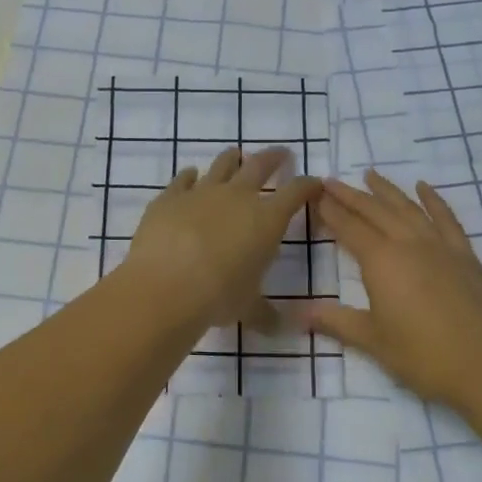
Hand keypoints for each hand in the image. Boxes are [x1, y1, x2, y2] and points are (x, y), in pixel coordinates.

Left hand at [118, 147, 322, 332]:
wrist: (167, 284)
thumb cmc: (218, 296)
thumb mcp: (248, 307)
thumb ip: (265, 313)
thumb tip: (281, 329)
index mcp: (266, 220)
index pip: (296, 193)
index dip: (307, 186)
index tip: (314, 183)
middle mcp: (238, 197)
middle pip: (260, 166)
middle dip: (274, 158)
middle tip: (281, 153)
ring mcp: (201, 192)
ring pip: (222, 165)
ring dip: (232, 159)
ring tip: (236, 155)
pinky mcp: (170, 197)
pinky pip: (183, 179)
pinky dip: (189, 176)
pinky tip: (190, 175)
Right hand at [300, 171, 481, 409]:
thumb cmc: (423, 357)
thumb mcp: (373, 341)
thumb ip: (335, 321)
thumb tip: (298, 314)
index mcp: (382, 262)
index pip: (349, 229)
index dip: (331, 212)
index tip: (315, 196)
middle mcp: (408, 244)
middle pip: (375, 211)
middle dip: (350, 195)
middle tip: (330, 181)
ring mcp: (440, 246)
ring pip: (407, 209)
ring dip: (387, 190)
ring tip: (370, 174)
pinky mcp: (465, 255)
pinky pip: (446, 219)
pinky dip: (434, 200)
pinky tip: (424, 188)